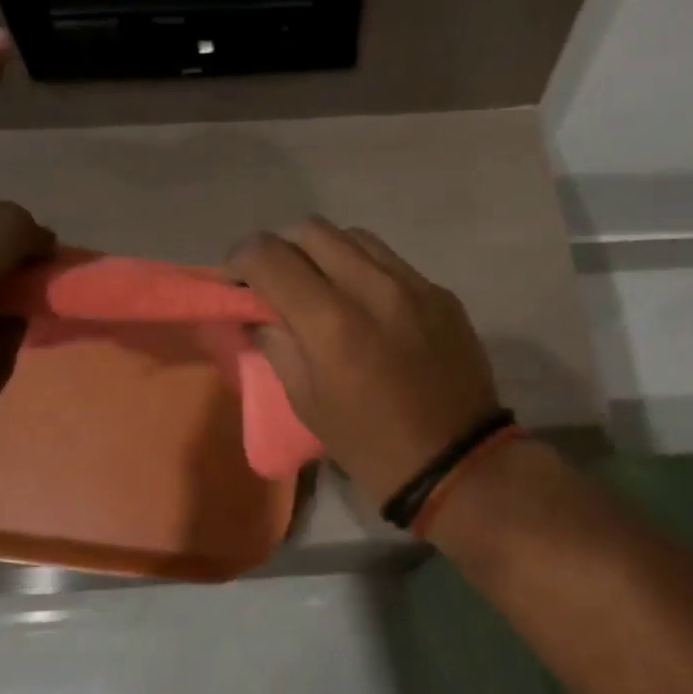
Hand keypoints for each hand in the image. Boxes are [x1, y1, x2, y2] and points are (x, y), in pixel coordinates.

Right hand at [226, 219, 500, 503]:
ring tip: (319, 285)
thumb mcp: (308, 404)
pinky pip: (391, 261)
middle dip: (281, 248)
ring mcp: (415, 285)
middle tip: (274, 280)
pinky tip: (365, 304)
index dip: (241, 259)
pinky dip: (364, 270)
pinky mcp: (442, 294)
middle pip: (312, 230)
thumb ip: (277, 346)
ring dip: (324, 251)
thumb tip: (258, 314)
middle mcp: (374, 288)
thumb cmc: (370, 444)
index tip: (236, 280)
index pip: (271, 256)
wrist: (456, 462)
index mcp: (332, 323)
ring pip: (355, 237)